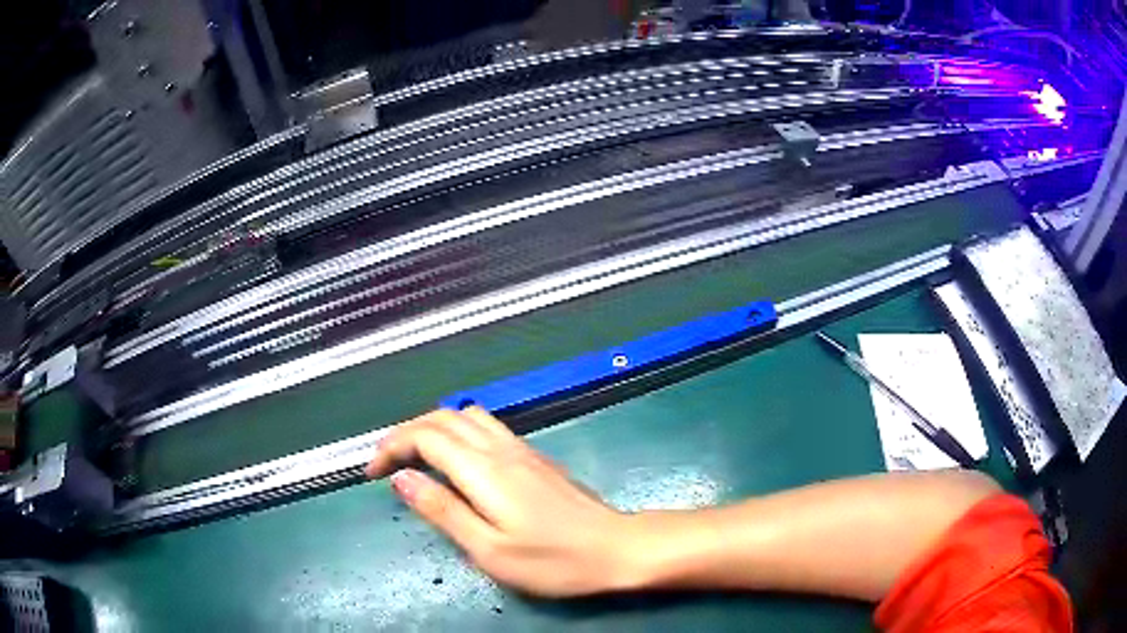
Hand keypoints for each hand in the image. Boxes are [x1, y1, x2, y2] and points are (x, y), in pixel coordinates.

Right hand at [365, 407, 639, 596]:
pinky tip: (457, 462)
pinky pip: (487, 427)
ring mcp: (521, 449)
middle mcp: (500, 448)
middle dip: (406, 433)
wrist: (615, 548)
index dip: (391, 447)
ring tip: (417, 459)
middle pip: (441, 418)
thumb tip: (403, 479)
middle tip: (386, 464)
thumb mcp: (489, 549)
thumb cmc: (553, 560)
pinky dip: (458, 433)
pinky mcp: (535, 457)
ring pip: (466, 416)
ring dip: (433, 428)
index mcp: (484, 469)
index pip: (424, 436)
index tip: (372, 473)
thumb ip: (443, 511)